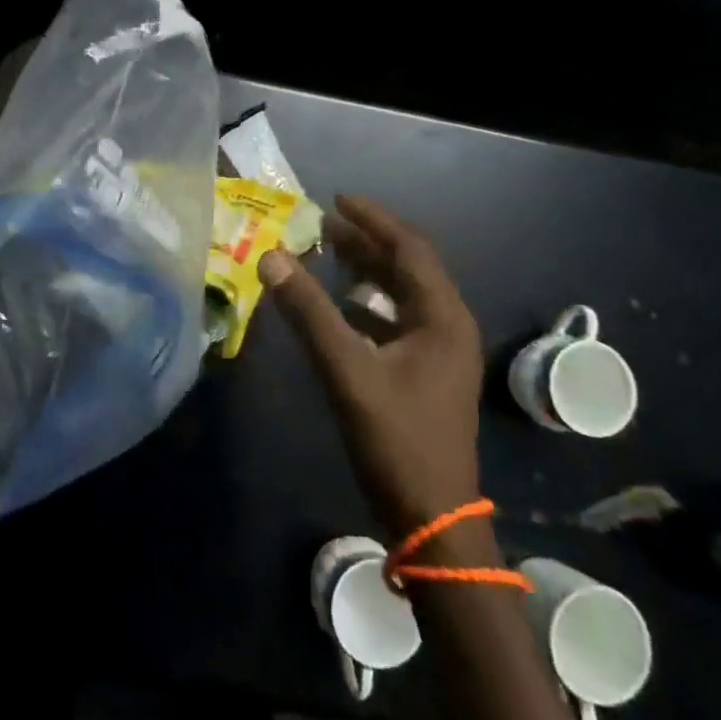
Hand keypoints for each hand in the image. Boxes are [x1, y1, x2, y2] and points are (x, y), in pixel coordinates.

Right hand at [260, 196, 482, 539]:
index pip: (409, 247)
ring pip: (401, 294)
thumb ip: (309, 313)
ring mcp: (440, 351)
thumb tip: (272, 258)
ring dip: (366, 272)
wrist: (433, 519)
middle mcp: (448, 325)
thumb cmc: (396, 440)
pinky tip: (337, 307)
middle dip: (366, 242)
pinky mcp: (427, 372)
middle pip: (407, 266)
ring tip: (325, 254)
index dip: (373, 219)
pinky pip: (396, 320)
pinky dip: (366, 305)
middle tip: (322, 224)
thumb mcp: (347, 371)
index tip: (335, 200)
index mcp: (442, 316)